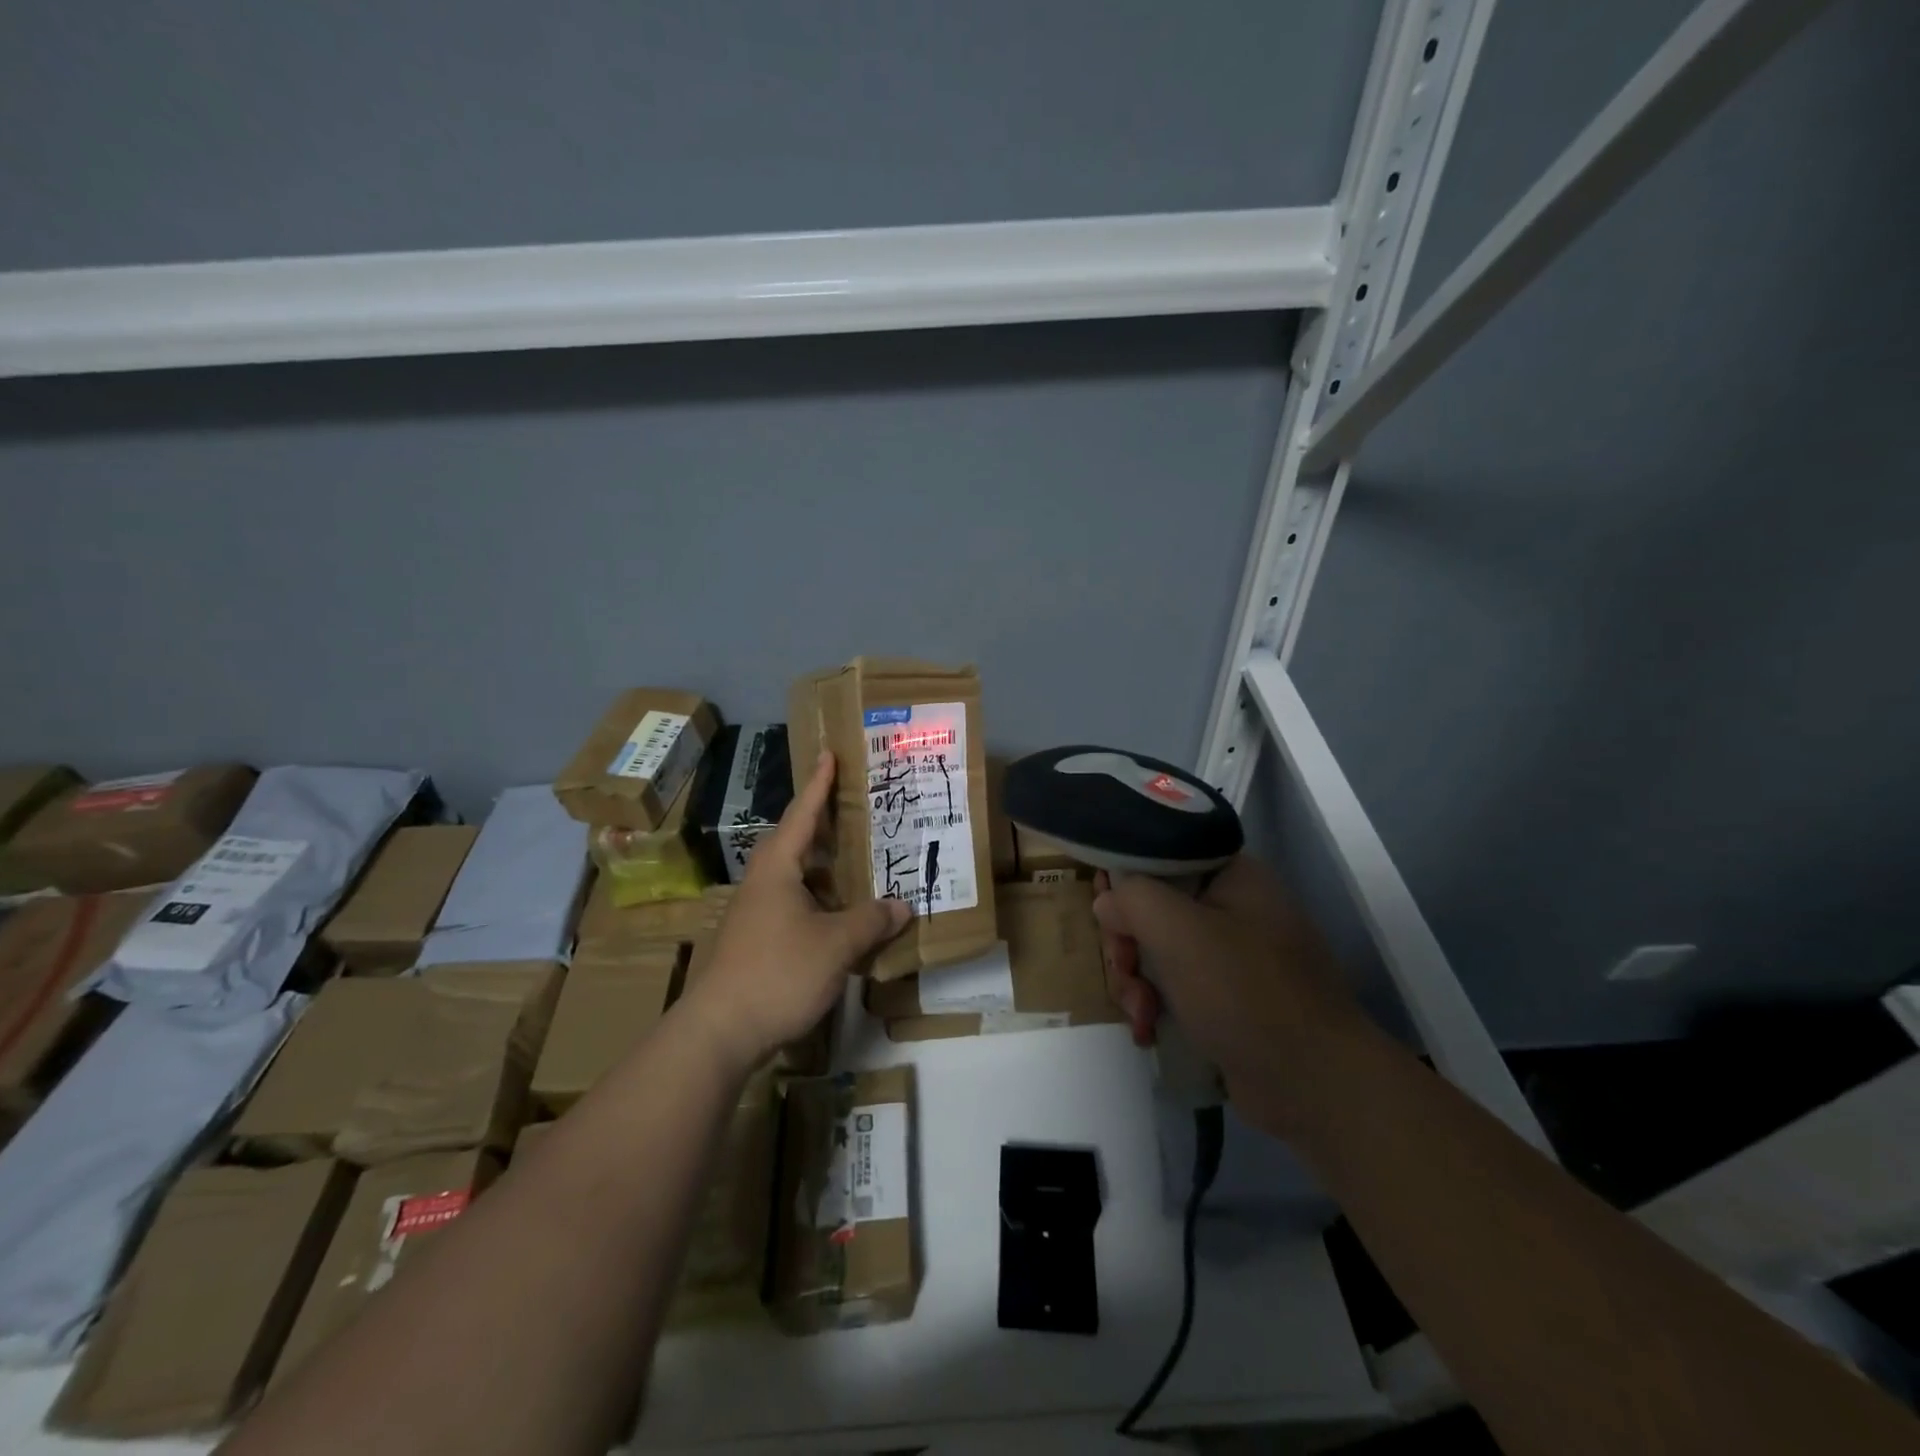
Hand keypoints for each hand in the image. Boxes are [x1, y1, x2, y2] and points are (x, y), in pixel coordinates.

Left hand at [682, 750, 908, 1069]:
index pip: (801, 815)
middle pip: (795, 843)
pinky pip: (794, 905)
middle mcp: (762, 883)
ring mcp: (755, 914)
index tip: (828, 755)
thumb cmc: (778, 972)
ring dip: (824, 869)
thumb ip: (870, 921)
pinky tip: (841, 917)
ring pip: (795, 878)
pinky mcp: (756, 941)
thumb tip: (901, 905)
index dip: (818, 785)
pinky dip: (819, 901)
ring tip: (857, 863)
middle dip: (823, 826)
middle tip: (855, 811)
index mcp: (777, 869)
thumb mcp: (835, 945)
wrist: (720, 1031)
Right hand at [1093, 855, 1365, 1124]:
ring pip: (1160, 950)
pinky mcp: (1230, 999)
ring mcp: (1234, 956)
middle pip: (1155, 906)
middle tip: (1123, 968)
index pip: (1163, 854)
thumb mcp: (1179, 932)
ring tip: (1141, 1014)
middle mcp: (1235, 907)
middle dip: (1129, 942)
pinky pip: (1177, 986)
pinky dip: (1157, 1004)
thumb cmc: (1246, 994)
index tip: (1104, 908)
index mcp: (1234, 875)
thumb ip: (1133, 899)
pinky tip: (1150, 1031)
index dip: (1126, 877)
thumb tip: (1108, 900)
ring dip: (1137, 980)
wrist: (1315, 1086)